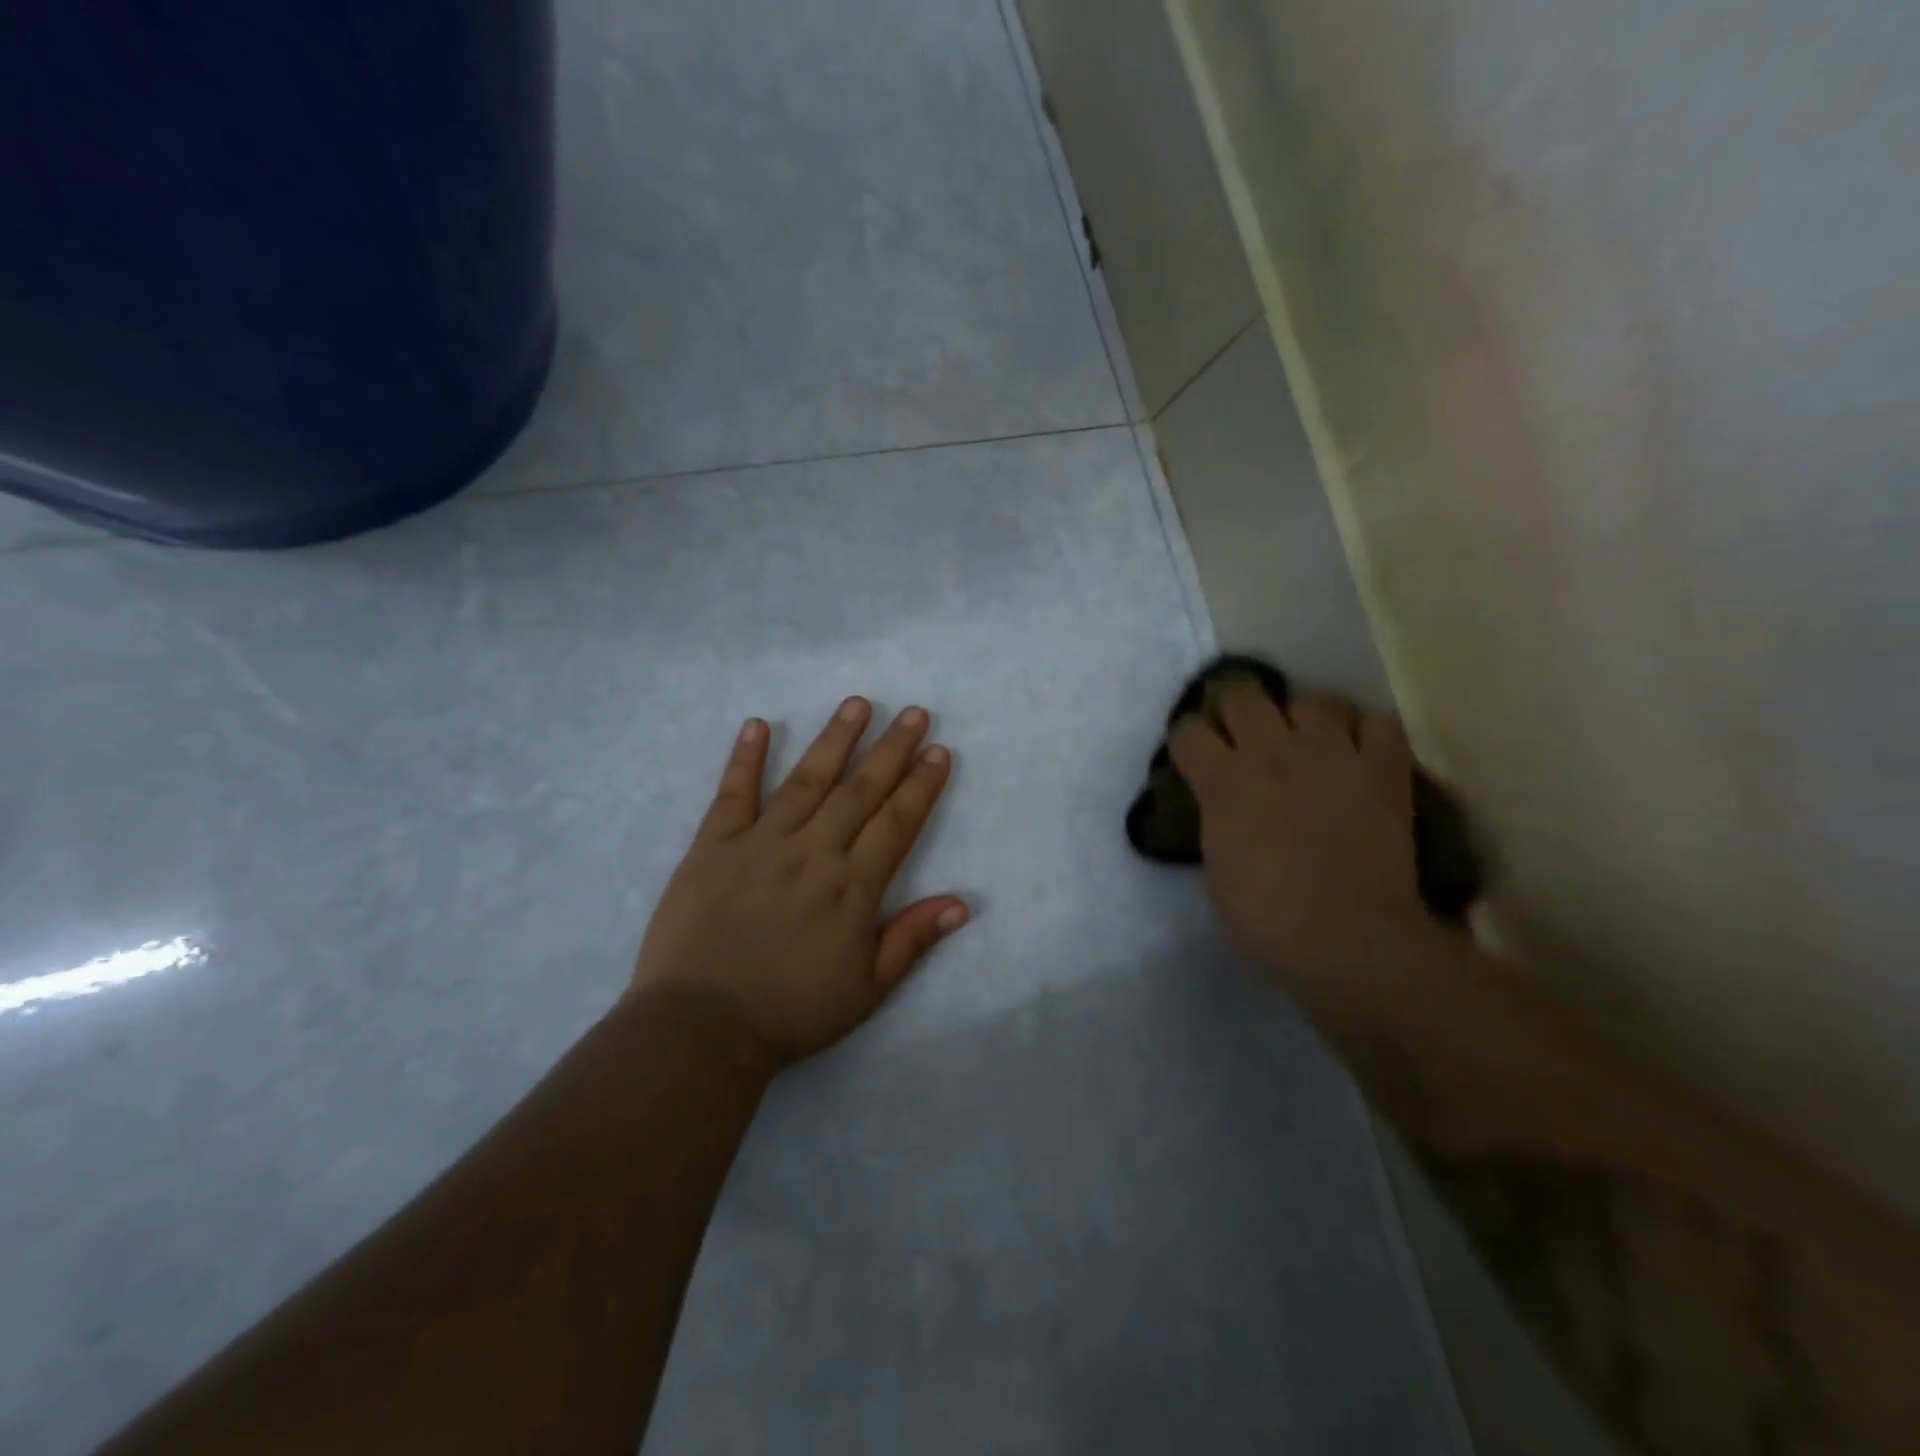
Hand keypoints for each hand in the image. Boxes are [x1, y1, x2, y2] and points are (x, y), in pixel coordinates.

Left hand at [632, 698, 967, 1067]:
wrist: (701, 1028)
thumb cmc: (791, 1012)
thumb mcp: (866, 990)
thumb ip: (911, 940)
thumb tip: (961, 903)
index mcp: (852, 887)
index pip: (897, 822)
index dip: (921, 785)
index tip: (938, 751)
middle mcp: (812, 852)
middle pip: (860, 791)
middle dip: (891, 749)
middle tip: (915, 712)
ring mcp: (760, 843)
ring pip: (806, 780)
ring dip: (834, 739)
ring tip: (858, 703)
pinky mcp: (713, 846)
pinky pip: (732, 794)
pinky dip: (745, 758)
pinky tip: (758, 724)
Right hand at [1169, 684, 1435, 982]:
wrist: (1347, 939)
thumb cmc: (1266, 919)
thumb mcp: (1216, 867)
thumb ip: (1216, 820)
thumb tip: (1223, 806)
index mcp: (1222, 782)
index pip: (1188, 730)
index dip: (1187, 741)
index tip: (1194, 756)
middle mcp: (1271, 753)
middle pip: (1242, 693)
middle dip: (1234, 708)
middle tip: (1243, 734)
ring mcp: (1331, 755)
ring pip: (1313, 698)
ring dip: (1304, 716)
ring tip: (1307, 740)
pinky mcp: (1382, 770)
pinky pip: (1378, 723)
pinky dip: (1367, 733)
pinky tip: (1359, 752)